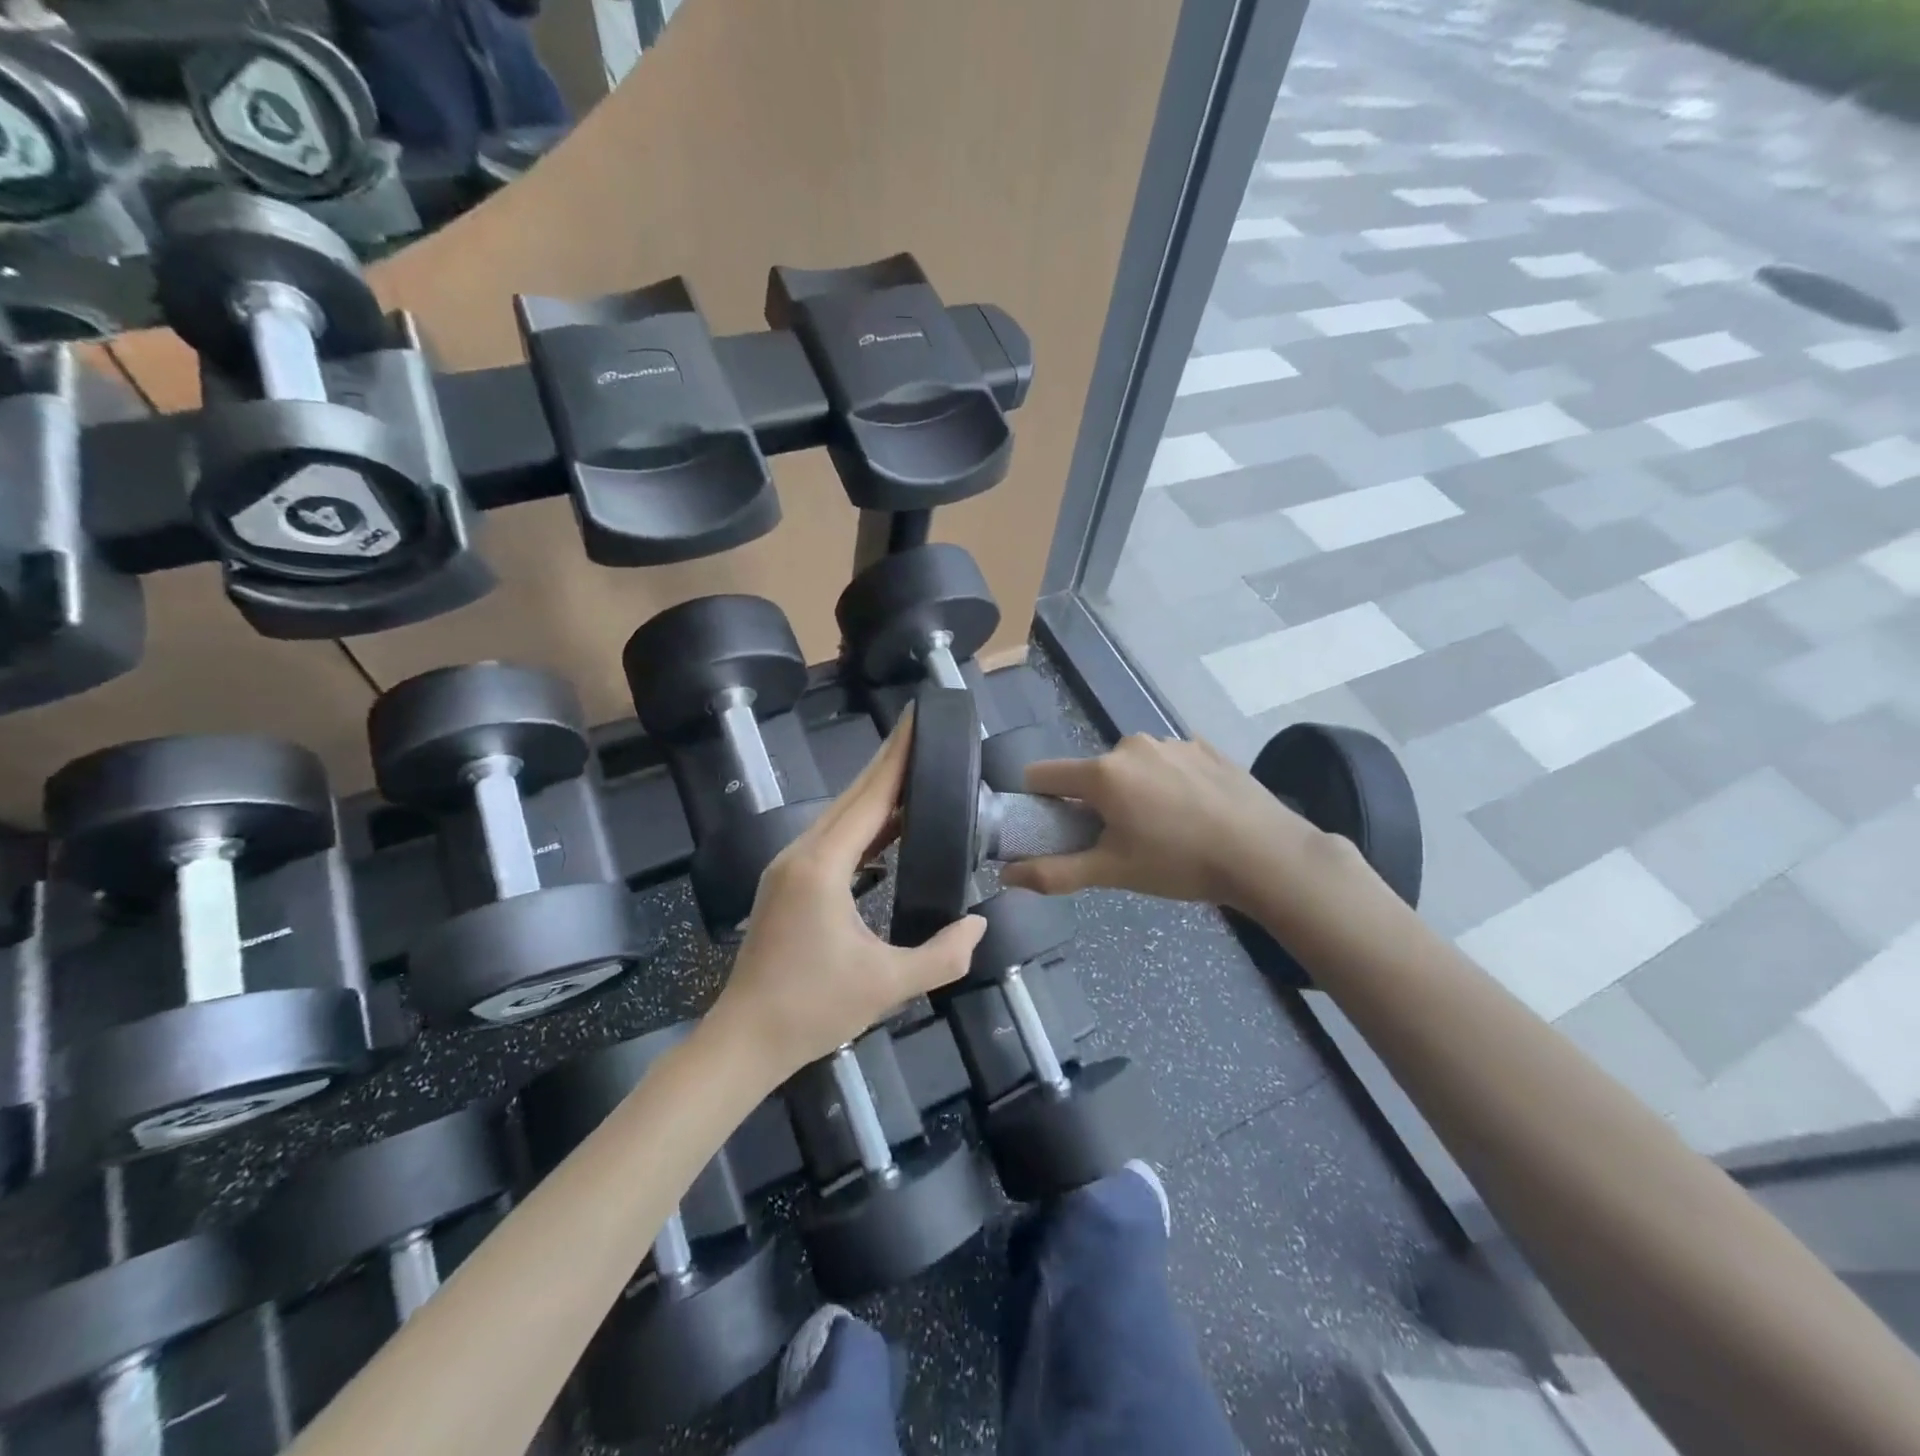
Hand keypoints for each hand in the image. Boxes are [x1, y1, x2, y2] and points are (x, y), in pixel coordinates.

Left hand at [711, 714, 985, 1079]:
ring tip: (915, 774)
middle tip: (924, 735)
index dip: (897, 758)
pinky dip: (863, 825)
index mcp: (822, 866)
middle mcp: (801, 854)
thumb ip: (942, 954)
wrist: (744, 1040)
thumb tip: (979, 924)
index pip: (870, 798)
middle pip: (853, 797)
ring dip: (876, 794)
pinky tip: (889, 830)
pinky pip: (832, 839)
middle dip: (889, 764)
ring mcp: (788, 867)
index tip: (916, 721)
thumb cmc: (812, 1010)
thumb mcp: (888, 985)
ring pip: (840, 816)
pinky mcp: (787, 883)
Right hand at [1000, 734, 1327, 910]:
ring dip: (1134, 791)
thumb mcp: (1113, 872)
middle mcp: (1131, 745)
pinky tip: (1195, 811)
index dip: (1038, 800)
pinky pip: (1168, 762)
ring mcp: (1171, 741)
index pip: (1043, 774)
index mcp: (1103, 773)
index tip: (1055, 826)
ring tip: (1165, 827)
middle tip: (1121, 839)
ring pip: (1132, 766)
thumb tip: (1005, 876)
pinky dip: (1169, 782)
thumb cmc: (1179, 863)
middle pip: (1092, 773)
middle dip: (1096, 801)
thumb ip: (1054, 872)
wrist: (1265, 853)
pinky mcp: (1203, 745)